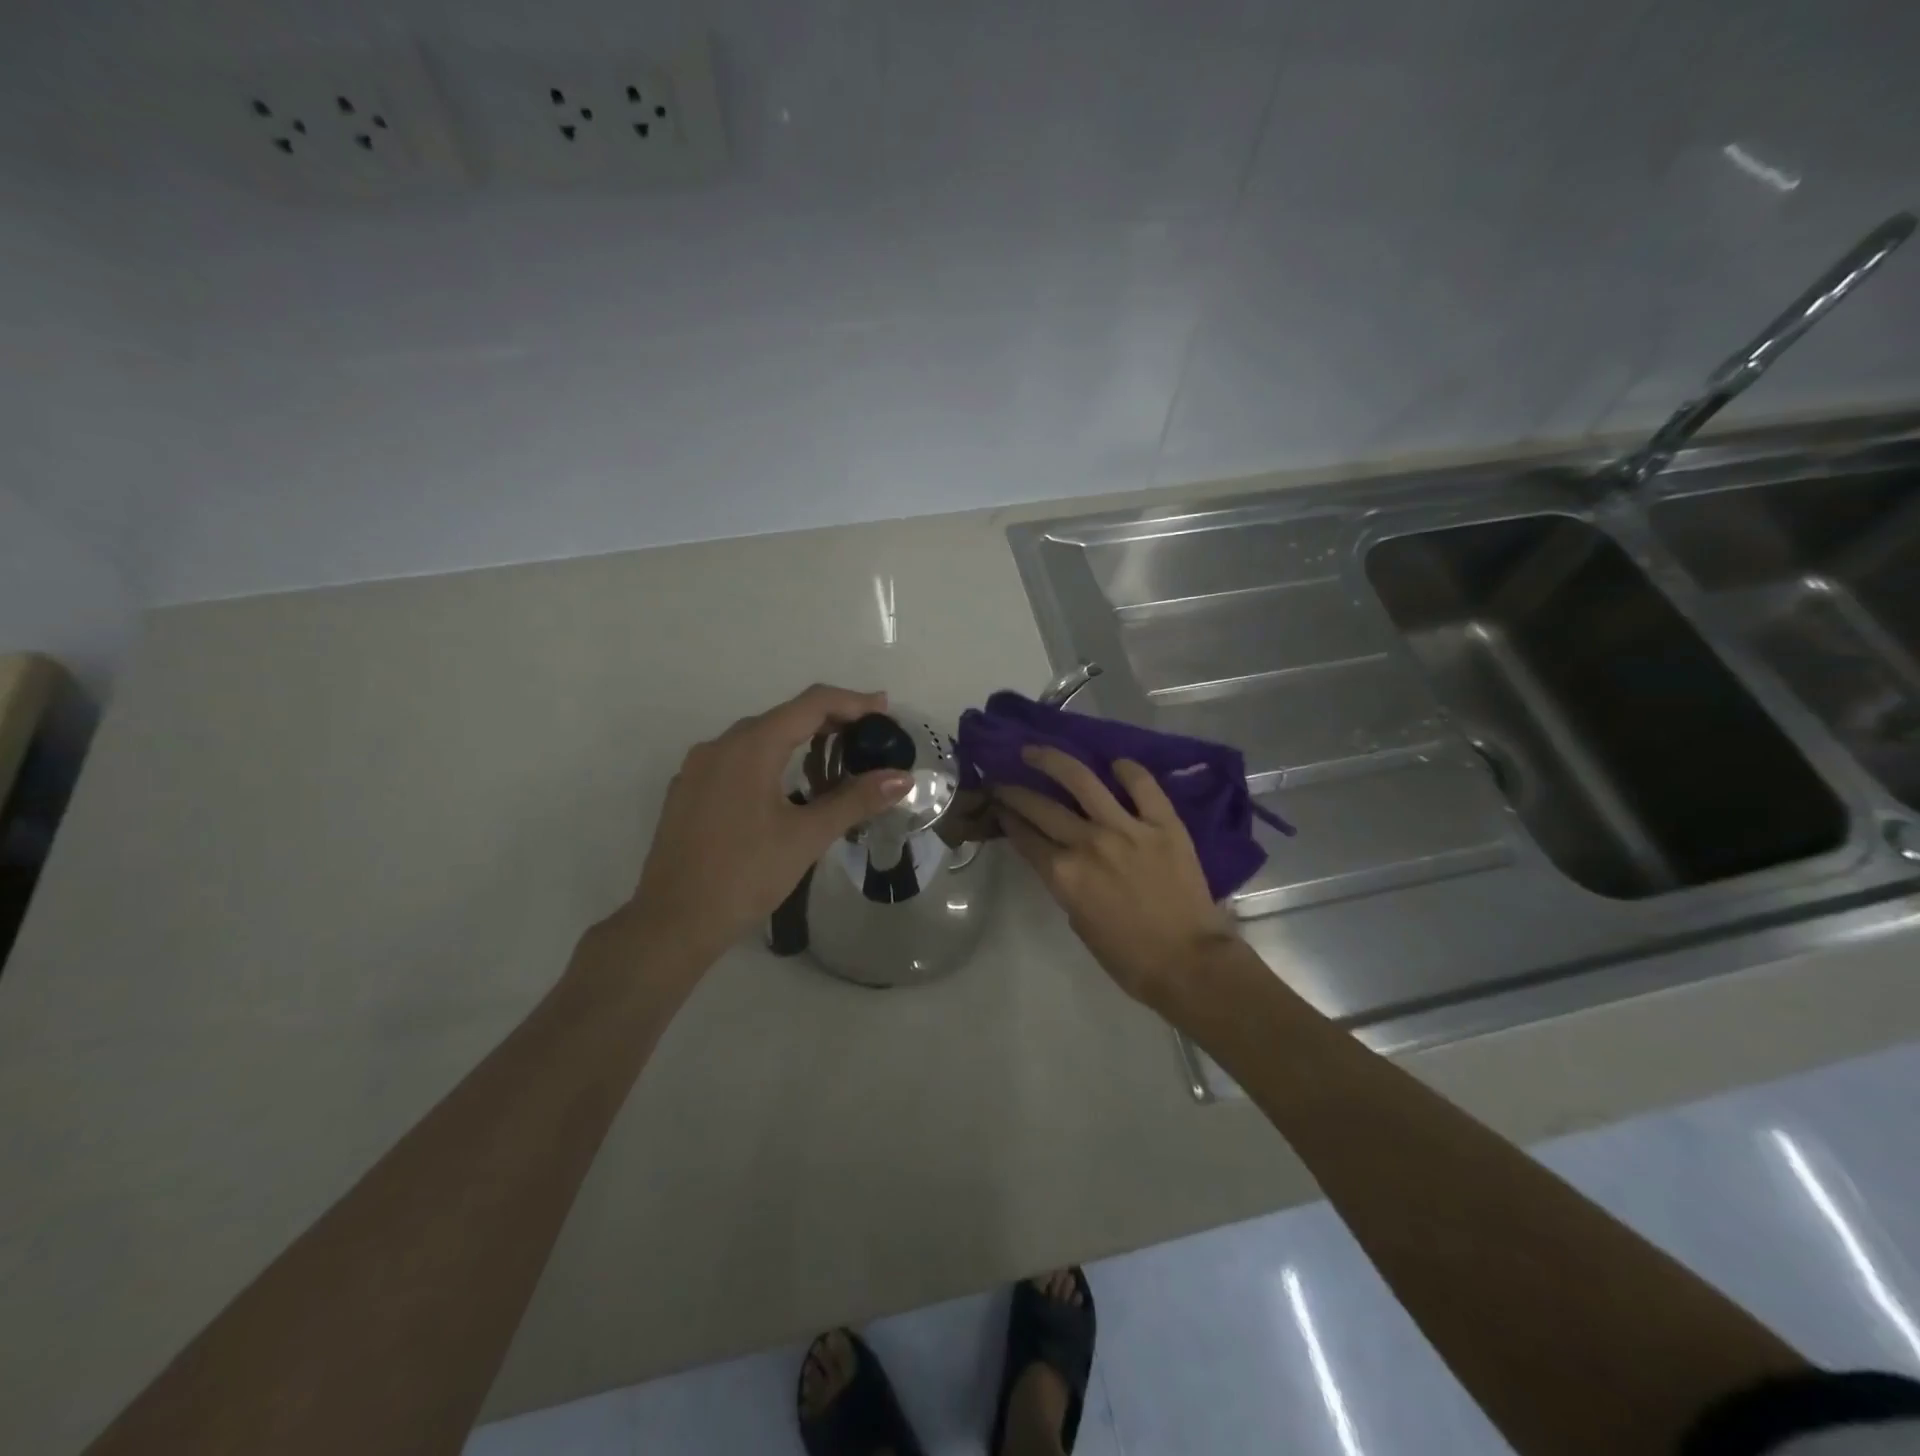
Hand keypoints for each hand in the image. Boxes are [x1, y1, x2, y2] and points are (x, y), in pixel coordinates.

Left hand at [620, 685, 912, 970]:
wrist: (672, 923)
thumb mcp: (807, 836)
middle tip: (868, 739)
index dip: (853, 702)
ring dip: (798, 742)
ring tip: (834, 764)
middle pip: (784, 716)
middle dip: (829, 722)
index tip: (885, 709)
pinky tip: (786, 789)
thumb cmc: (745, 875)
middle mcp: (720, 745)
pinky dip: (770, 761)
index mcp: (751, 746)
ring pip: (758, 738)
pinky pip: (736, 760)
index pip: (811, 704)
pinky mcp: (687, 792)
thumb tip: (903, 778)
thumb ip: (855, 800)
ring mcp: (698, 768)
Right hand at [994, 748, 1235, 1007]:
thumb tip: (1059, 856)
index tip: (997, 804)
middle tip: (1002, 777)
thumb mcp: (1078, 921)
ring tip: (1037, 750)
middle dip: (1014, 790)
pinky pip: (1142, 785)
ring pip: (1082, 780)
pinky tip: (1114, 763)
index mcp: (1064, 875)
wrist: (1189, 964)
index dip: (1006, 817)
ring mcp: (1127, 828)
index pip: (1025, 836)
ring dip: (1053, 760)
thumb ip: (1065, 882)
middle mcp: (1088, 843)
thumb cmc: (1128, 957)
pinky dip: (1126, 770)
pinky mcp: (1163, 823)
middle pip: (1040, 806)